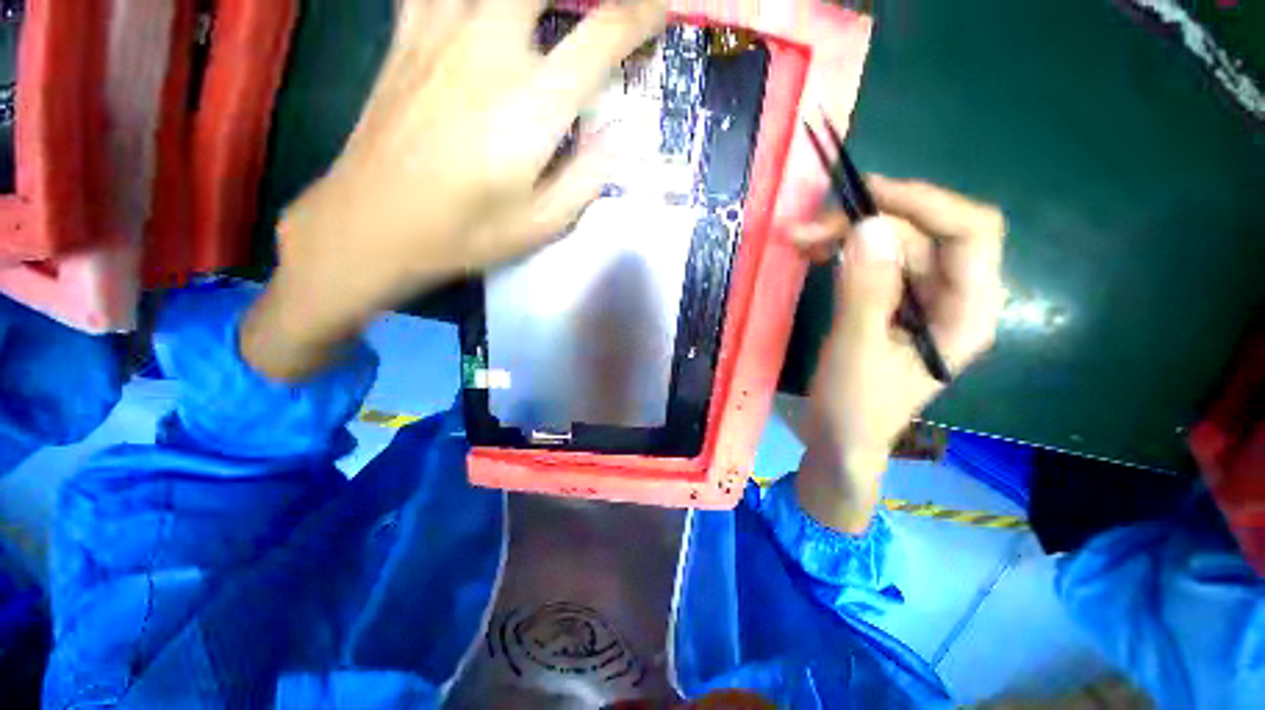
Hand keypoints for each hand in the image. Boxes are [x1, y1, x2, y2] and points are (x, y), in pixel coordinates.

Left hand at [242, 0, 666, 380]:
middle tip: (598, 12)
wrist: (373, 226)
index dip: (641, 16)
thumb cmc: (465, 233)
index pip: (603, 36)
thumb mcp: (540, 224)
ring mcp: (440, 33)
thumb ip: (588, 177)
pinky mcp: (405, 37)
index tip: (661, 11)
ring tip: (539, 18)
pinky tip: (477, 12)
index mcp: (533, 104)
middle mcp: (490, 49)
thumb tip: (624, 139)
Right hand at [790, 176, 1005, 532]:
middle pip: (921, 235)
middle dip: (865, 225)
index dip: (924, 204)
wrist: (838, 441)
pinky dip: (841, 255)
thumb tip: (868, 227)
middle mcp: (952, 298)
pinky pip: (871, 265)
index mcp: (968, 313)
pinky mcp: (889, 305)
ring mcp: (918, 300)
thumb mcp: (856, 353)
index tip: (865, 196)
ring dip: (845, 238)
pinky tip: (812, 255)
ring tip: (799, 241)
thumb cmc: (855, 410)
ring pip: (891, 247)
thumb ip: (865, 293)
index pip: (970, 233)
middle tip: (806, 231)